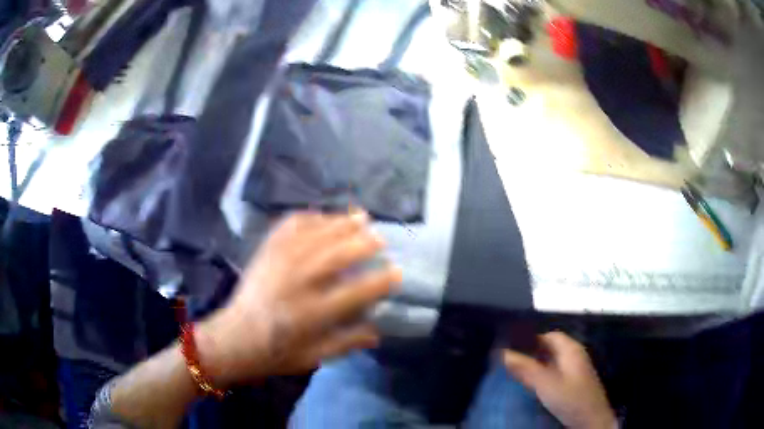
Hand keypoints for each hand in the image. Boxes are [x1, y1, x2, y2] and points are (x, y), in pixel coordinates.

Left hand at [197, 211, 400, 386]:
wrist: (234, 338)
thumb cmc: (275, 353)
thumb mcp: (314, 357)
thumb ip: (347, 343)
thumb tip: (378, 331)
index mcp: (310, 314)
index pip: (354, 293)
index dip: (379, 281)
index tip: (397, 272)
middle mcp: (296, 283)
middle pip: (336, 254)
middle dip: (363, 242)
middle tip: (381, 238)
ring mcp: (278, 262)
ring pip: (316, 234)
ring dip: (341, 223)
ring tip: (361, 217)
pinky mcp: (266, 252)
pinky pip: (291, 226)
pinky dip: (310, 218)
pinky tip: (324, 217)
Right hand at [502, 332, 615, 428]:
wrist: (591, 420)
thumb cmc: (570, 397)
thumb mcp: (545, 383)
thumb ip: (525, 368)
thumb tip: (503, 352)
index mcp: (571, 349)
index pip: (550, 335)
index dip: (531, 338)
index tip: (511, 345)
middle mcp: (575, 356)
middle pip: (551, 348)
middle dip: (531, 352)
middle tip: (510, 360)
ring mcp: (575, 370)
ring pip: (552, 361)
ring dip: (536, 364)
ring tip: (516, 371)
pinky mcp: (573, 384)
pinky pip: (555, 373)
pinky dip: (542, 375)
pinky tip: (532, 384)